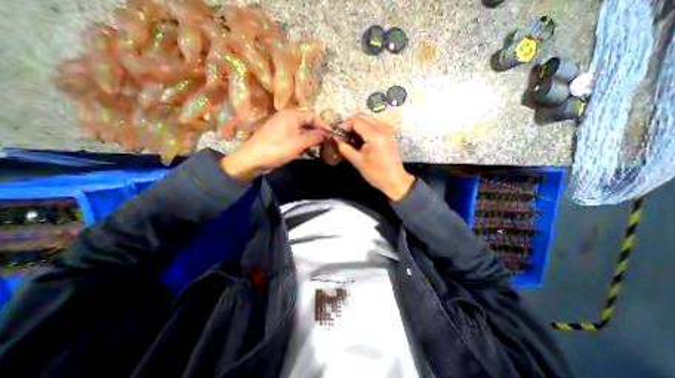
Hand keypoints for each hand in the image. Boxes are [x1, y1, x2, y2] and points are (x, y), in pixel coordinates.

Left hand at [221, 107, 328, 181]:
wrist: (252, 159)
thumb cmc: (277, 148)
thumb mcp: (299, 143)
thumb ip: (315, 137)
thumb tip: (328, 134)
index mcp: (292, 114)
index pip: (313, 116)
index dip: (323, 126)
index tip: (331, 137)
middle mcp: (287, 117)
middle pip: (307, 123)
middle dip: (317, 134)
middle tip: (325, 145)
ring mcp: (282, 127)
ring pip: (301, 131)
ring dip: (310, 140)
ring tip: (316, 150)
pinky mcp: (279, 136)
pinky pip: (294, 136)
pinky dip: (302, 143)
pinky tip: (306, 152)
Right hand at [335, 113, 414, 200]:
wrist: (395, 181)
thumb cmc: (376, 173)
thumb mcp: (357, 161)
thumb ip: (345, 147)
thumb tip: (336, 138)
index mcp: (374, 135)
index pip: (356, 120)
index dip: (344, 125)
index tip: (338, 134)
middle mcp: (382, 129)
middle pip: (363, 116)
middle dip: (351, 123)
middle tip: (344, 135)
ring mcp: (387, 131)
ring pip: (369, 120)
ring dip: (358, 125)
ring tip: (351, 137)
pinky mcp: (388, 135)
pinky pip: (375, 125)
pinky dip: (366, 128)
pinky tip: (361, 139)